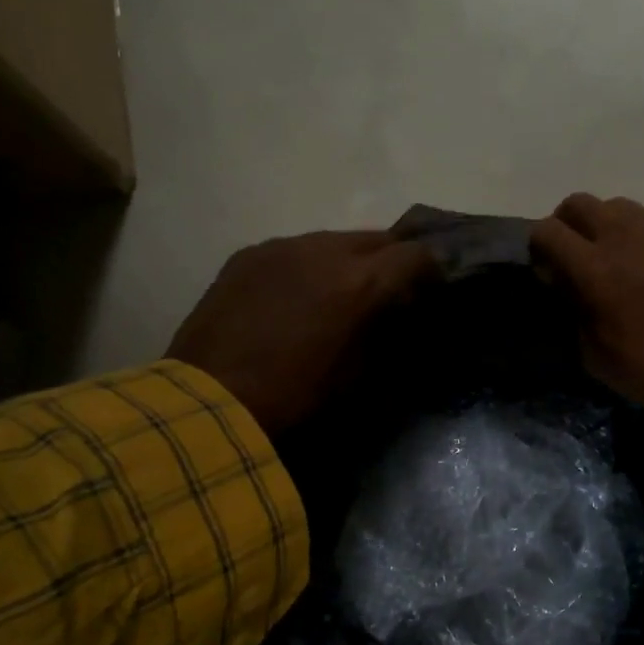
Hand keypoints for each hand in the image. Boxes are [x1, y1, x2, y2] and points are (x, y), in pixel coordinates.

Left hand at [167, 231, 437, 433]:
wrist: (212, 406)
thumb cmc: (298, 402)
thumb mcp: (363, 379)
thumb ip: (391, 337)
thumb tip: (406, 319)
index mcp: (361, 283)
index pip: (417, 254)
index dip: (431, 271)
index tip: (430, 292)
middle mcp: (324, 251)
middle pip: (378, 238)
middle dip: (391, 261)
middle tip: (389, 293)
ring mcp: (281, 247)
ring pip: (334, 240)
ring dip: (348, 262)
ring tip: (337, 295)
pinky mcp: (248, 255)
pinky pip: (294, 250)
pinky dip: (308, 267)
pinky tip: (295, 298)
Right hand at [529, 194, 643, 438]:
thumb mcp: (598, 357)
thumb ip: (573, 311)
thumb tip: (564, 283)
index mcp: (598, 270)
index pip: (547, 231)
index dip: (538, 248)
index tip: (547, 271)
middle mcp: (628, 236)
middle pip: (578, 203)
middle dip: (566, 226)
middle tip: (574, 257)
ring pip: (617, 206)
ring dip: (605, 226)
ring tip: (616, 259)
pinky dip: (640, 232)